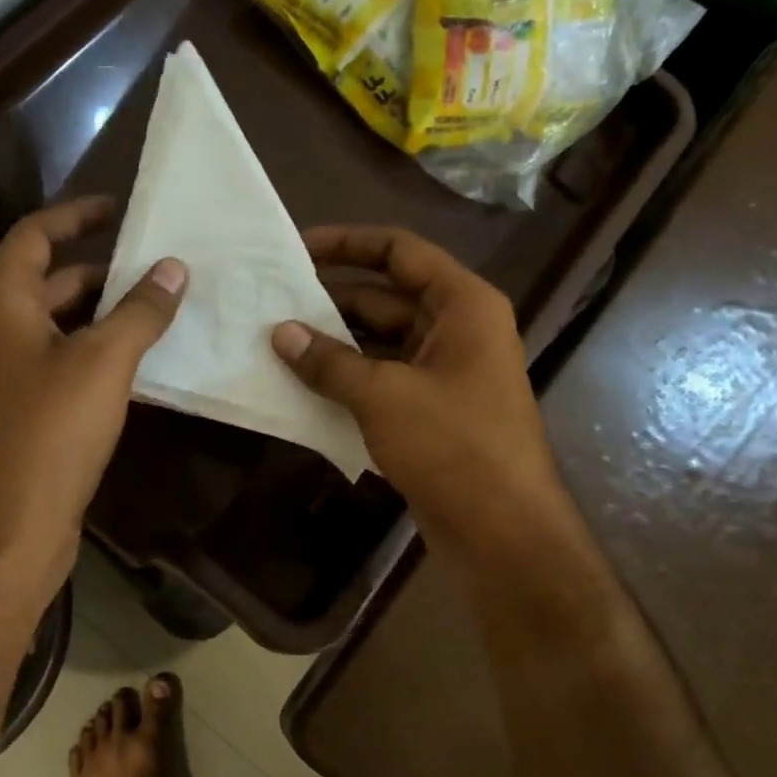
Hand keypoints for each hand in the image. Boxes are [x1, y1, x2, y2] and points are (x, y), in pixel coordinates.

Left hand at [0, 197, 185, 623]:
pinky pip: (61, 359)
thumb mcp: (104, 362)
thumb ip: (140, 310)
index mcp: (2, 305)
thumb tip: (173, 268)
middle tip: (154, 265)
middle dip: (99, 268)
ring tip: (156, 307)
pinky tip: (137, 360)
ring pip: (58, 323)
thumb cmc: (52, 431)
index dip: (73, 215)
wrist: (12, 526)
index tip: (118, 208)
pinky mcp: (22, 408)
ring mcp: (6, 373)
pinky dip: (95, 349)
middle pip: (47, 280)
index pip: (32, 236)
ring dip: (102, 311)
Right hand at [271, 225, 565, 559]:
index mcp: (462, 304)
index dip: (348, 243)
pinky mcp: (432, 410)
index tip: (297, 248)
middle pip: (386, 296)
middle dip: (331, 299)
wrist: (503, 532)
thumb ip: (329, 361)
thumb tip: (280, 333)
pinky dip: (347, 377)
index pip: (400, 251)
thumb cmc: (453, 445)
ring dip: (335, 342)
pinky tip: (303, 383)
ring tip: (277, 340)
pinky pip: (383, 378)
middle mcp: (457, 329)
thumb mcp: (384, 395)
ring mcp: (445, 372)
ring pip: (381, 341)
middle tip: (273, 301)